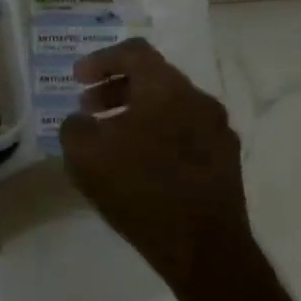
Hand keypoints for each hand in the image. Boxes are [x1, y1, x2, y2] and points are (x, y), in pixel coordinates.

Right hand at [59, 38, 255, 300]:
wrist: (203, 248)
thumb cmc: (139, 189)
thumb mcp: (84, 154)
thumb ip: (74, 126)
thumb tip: (82, 122)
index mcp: (166, 88)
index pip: (134, 52)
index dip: (101, 60)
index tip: (77, 79)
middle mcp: (198, 100)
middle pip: (153, 78)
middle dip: (116, 88)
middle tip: (88, 108)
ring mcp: (218, 132)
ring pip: (171, 107)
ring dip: (136, 113)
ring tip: (110, 139)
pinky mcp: (226, 163)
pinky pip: (185, 134)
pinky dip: (158, 136)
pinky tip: (139, 166)